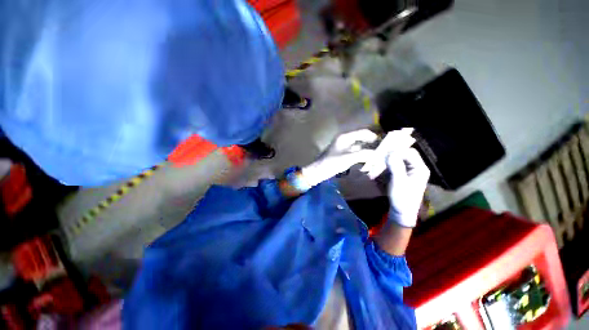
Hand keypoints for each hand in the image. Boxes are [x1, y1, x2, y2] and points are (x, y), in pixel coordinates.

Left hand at [299, 129, 377, 188]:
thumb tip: (377, 153)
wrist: (318, 171)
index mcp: (345, 137)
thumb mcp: (348, 158)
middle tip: (382, 151)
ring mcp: (344, 147)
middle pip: (362, 139)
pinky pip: (355, 153)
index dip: (373, 136)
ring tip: (377, 157)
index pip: (363, 132)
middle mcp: (345, 140)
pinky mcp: (343, 154)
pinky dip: (361, 156)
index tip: (384, 143)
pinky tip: (367, 161)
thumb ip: (363, 154)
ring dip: (367, 151)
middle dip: (371, 144)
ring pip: (359, 146)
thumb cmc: (331, 163)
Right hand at [386, 147, 429, 226]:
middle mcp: (415, 168)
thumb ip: (396, 166)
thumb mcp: (398, 182)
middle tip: (379, 162)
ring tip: (376, 171)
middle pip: (402, 155)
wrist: (401, 213)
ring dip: (385, 164)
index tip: (384, 157)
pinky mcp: (400, 175)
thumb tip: (390, 153)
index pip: (409, 153)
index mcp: (420, 169)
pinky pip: (391, 167)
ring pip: (396, 160)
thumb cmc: (402, 199)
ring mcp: (407, 171)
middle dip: (390, 157)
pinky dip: (384, 169)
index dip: (397, 152)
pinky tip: (378, 174)